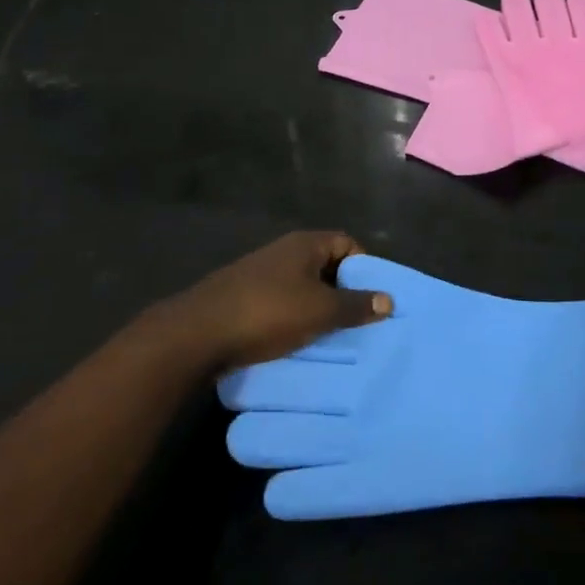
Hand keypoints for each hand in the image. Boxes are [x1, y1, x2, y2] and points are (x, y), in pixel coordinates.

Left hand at [176, 232, 390, 369]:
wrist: (196, 334)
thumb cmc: (267, 313)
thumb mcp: (320, 311)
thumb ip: (356, 305)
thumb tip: (389, 299)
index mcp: (305, 244)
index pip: (347, 242)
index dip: (364, 265)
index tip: (373, 295)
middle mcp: (283, 252)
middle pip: (325, 265)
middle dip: (343, 290)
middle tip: (358, 319)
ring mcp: (260, 274)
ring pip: (302, 287)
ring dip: (318, 308)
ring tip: (332, 336)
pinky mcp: (243, 298)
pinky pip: (280, 303)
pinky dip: (294, 318)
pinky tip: (297, 342)